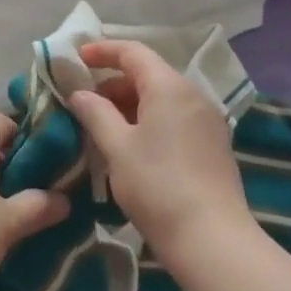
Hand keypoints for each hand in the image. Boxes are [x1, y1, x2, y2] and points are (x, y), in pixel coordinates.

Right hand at [66, 39, 254, 267]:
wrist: (212, 240)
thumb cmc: (157, 186)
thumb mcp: (117, 147)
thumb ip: (96, 113)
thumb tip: (80, 94)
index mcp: (169, 86)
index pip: (133, 52)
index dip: (102, 50)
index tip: (77, 58)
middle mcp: (193, 95)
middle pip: (148, 73)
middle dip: (113, 82)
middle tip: (85, 102)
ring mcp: (207, 120)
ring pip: (162, 97)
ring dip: (130, 103)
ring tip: (104, 126)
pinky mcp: (213, 144)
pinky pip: (175, 117)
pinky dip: (150, 119)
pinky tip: (133, 145)